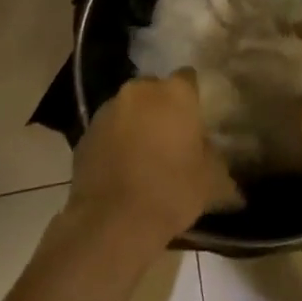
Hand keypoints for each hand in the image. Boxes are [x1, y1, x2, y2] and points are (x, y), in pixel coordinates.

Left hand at [69, 74, 242, 251]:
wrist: (113, 222)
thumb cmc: (171, 191)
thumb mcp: (211, 179)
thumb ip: (215, 156)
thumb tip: (215, 154)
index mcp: (174, 93)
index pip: (188, 78)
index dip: (192, 97)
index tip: (195, 118)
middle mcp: (140, 90)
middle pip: (155, 89)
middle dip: (161, 106)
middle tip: (170, 135)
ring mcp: (109, 108)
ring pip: (129, 106)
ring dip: (137, 121)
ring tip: (144, 152)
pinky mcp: (86, 131)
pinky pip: (108, 128)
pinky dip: (115, 139)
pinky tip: (121, 165)